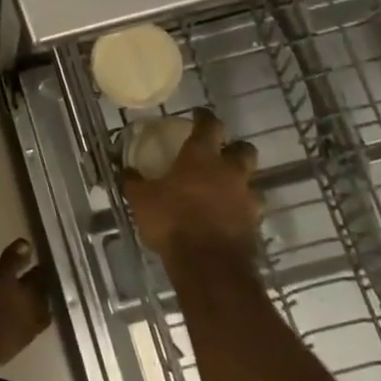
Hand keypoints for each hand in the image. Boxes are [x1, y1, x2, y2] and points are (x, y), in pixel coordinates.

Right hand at [123, 110, 260, 265]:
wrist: (209, 266)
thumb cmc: (172, 221)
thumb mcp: (141, 199)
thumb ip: (134, 181)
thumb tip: (125, 169)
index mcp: (202, 157)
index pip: (210, 125)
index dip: (204, 117)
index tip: (198, 115)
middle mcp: (230, 172)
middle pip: (244, 150)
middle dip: (234, 148)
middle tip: (220, 154)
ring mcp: (247, 199)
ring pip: (252, 182)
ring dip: (241, 183)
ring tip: (225, 191)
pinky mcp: (255, 225)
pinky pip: (250, 210)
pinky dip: (240, 210)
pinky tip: (226, 217)